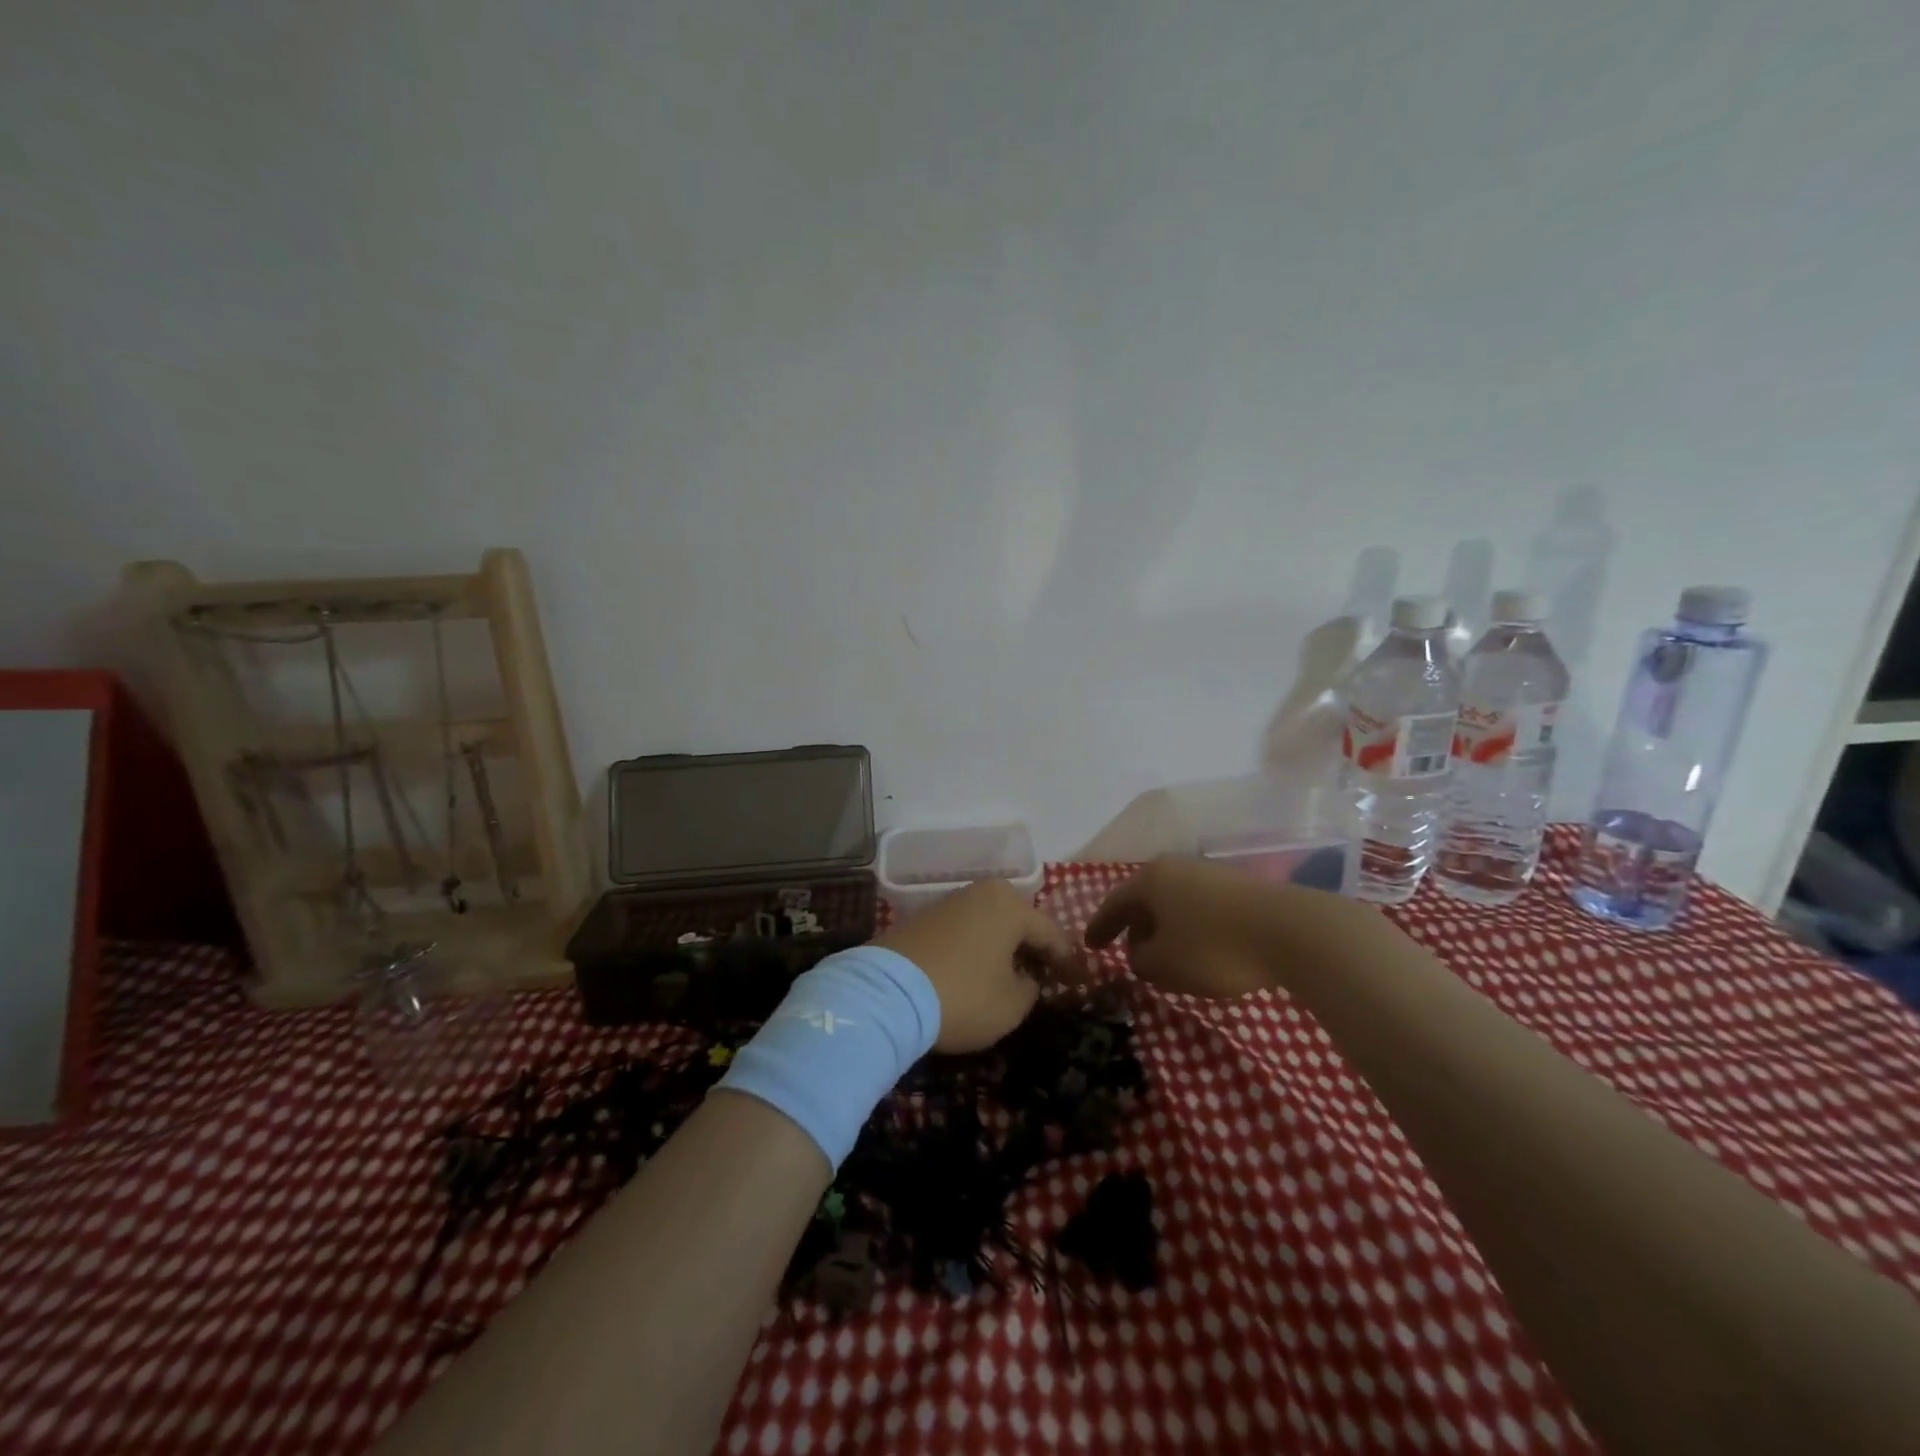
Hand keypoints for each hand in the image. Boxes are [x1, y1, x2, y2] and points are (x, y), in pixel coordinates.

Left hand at [875, 879, 1080, 1052]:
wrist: (887, 993)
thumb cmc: (963, 995)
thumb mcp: (1012, 1005)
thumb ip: (1030, 988)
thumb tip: (1025, 978)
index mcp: (1010, 905)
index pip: (1051, 933)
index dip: (1068, 961)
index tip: (1080, 982)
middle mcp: (981, 893)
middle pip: (1019, 922)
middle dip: (1035, 948)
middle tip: (1047, 975)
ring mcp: (948, 902)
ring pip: (989, 925)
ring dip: (1004, 948)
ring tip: (1012, 975)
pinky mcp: (922, 919)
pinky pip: (964, 932)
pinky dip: (977, 949)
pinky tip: (977, 971)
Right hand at [1085, 858, 1368, 999]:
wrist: (1292, 931)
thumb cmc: (1215, 947)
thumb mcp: (1164, 965)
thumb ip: (1140, 961)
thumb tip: (1140, 953)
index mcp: (1150, 880)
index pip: (1114, 903)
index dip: (1100, 927)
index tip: (1090, 945)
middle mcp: (1176, 868)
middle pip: (1146, 898)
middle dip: (1135, 926)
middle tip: (1129, 951)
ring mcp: (1211, 873)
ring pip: (1175, 901)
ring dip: (1166, 927)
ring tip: (1167, 954)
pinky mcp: (1241, 887)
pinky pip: (1201, 906)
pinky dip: (1192, 926)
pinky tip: (1202, 948)